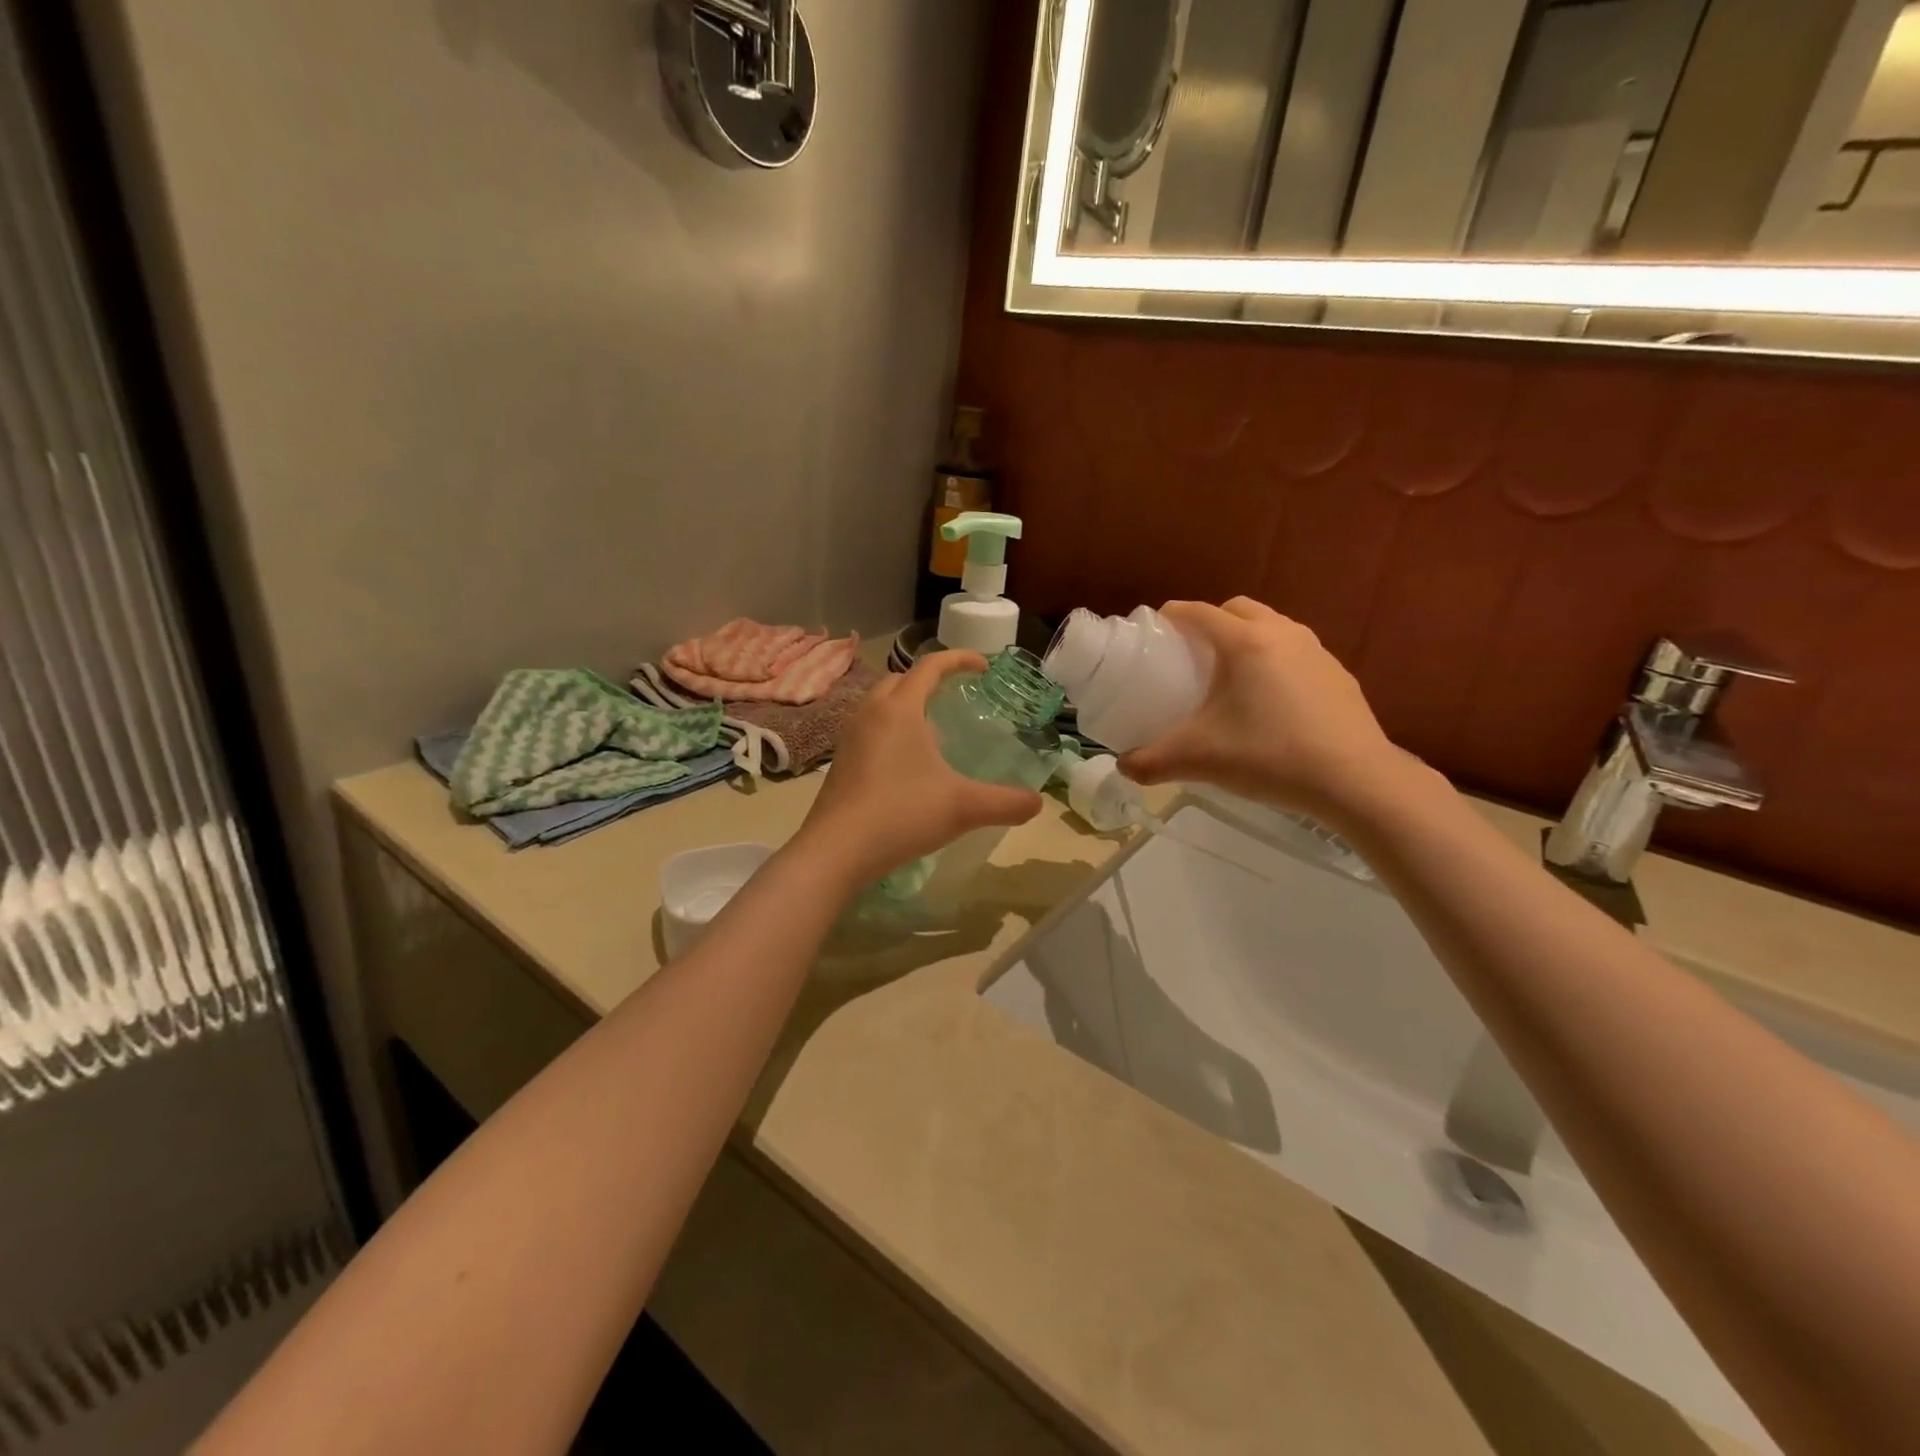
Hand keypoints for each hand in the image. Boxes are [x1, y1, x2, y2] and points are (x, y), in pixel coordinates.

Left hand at [797, 651, 1043, 885]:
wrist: (836, 850)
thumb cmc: (902, 814)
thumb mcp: (964, 807)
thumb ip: (1006, 803)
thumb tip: (1037, 804)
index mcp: (900, 708)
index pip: (930, 666)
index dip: (959, 659)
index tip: (984, 666)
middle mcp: (870, 712)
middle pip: (901, 679)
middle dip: (930, 680)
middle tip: (956, 696)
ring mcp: (850, 737)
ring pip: (881, 704)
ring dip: (907, 705)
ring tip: (933, 730)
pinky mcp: (840, 761)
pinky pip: (869, 729)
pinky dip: (891, 730)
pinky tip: (907, 764)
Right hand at [1119, 598, 1403, 819]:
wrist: (1354, 781)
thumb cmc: (1269, 757)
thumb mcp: (1199, 760)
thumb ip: (1151, 762)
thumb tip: (1123, 766)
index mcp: (1244, 642)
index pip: (1198, 612)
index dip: (1171, 616)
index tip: (1154, 632)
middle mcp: (1281, 634)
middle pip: (1238, 609)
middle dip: (1212, 622)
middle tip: (1192, 655)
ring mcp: (1316, 652)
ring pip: (1272, 627)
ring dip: (1247, 638)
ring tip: (1232, 677)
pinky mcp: (1339, 675)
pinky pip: (1297, 653)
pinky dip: (1276, 662)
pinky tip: (1272, 702)